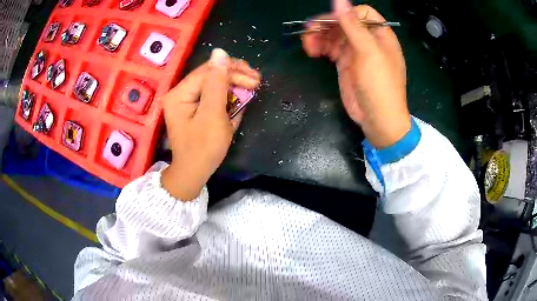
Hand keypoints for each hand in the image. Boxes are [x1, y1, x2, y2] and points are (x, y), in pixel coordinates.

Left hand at [161, 49, 260, 199]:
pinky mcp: (193, 107)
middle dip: (234, 76)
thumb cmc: (203, 149)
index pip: (208, 72)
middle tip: (256, 81)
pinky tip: (239, 96)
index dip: (232, 72)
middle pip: (210, 74)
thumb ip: (216, 83)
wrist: (193, 173)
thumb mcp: (213, 115)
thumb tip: (220, 52)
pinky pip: (211, 94)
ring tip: (251, 88)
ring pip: (212, 82)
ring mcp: (186, 99)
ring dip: (233, 84)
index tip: (255, 80)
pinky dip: (227, 95)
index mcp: (179, 93)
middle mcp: (180, 92)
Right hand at [302, 0, 410, 147]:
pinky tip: (312, 51)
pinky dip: (320, 47)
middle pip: (343, 22)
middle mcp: (368, 39)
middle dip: (326, 25)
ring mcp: (356, 51)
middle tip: (308, 32)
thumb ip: (353, 25)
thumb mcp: (368, 52)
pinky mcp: (345, 63)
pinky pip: (330, 47)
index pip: (361, 13)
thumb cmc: (379, 84)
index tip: (331, 23)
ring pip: (334, 34)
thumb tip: (339, 0)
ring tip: (308, 46)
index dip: (345, 14)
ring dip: (319, 36)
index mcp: (380, 34)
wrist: (377, 119)